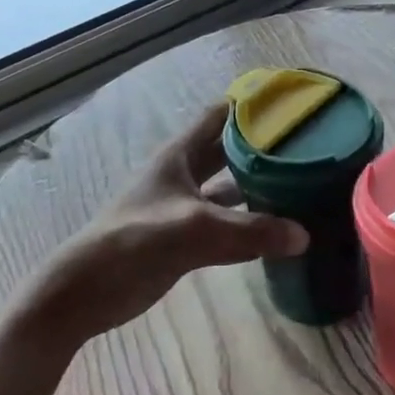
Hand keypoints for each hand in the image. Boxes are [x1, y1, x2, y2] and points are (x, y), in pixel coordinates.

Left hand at [12, 103, 308, 352]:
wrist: (86, 291)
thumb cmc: (135, 242)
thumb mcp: (195, 230)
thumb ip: (250, 231)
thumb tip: (304, 236)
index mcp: (180, 154)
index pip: (221, 115)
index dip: (252, 106)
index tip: (291, 103)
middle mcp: (185, 173)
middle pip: (230, 150)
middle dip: (263, 146)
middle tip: (308, 145)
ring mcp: (186, 206)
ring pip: (230, 188)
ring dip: (259, 185)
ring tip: (302, 183)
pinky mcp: (187, 238)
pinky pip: (227, 223)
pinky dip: (250, 223)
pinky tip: (279, 229)